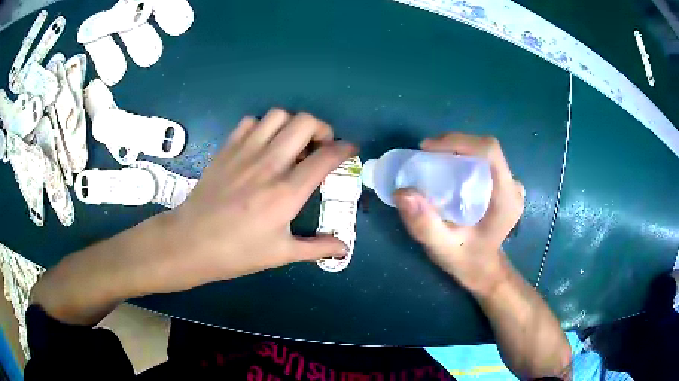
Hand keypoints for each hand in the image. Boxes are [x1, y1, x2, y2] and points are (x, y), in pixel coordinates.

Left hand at [164, 109, 355, 290]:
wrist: (190, 242)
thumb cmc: (236, 252)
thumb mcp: (280, 254)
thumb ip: (317, 248)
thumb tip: (344, 248)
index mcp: (287, 192)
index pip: (326, 157)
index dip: (345, 149)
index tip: (350, 150)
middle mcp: (269, 164)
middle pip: (305, 123)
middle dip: (322, 129)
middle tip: (319, 146)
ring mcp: (245, 152)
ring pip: (278, 115)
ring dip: (292, 124)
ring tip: (292, 143)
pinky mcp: (227, 149)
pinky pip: (250, 122)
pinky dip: (263, 126)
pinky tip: (262, 144)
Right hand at [393, 133, 524, 295]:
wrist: (484, 271)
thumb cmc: (467, 261)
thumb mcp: (443, 248)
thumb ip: (425, 225)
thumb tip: (402, 192)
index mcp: (506, 197)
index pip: (489, 151)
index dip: (458, 141)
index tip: (428, 149)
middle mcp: (512, 186)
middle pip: (484, 148)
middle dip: (453, 144)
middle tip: (425, 155)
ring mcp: (510, 185)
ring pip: (483, 152)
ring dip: (456, 149)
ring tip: (431, 160)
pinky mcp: (503, 185)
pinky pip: (482, 161)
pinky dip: (462, 158)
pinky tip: (446, 169)